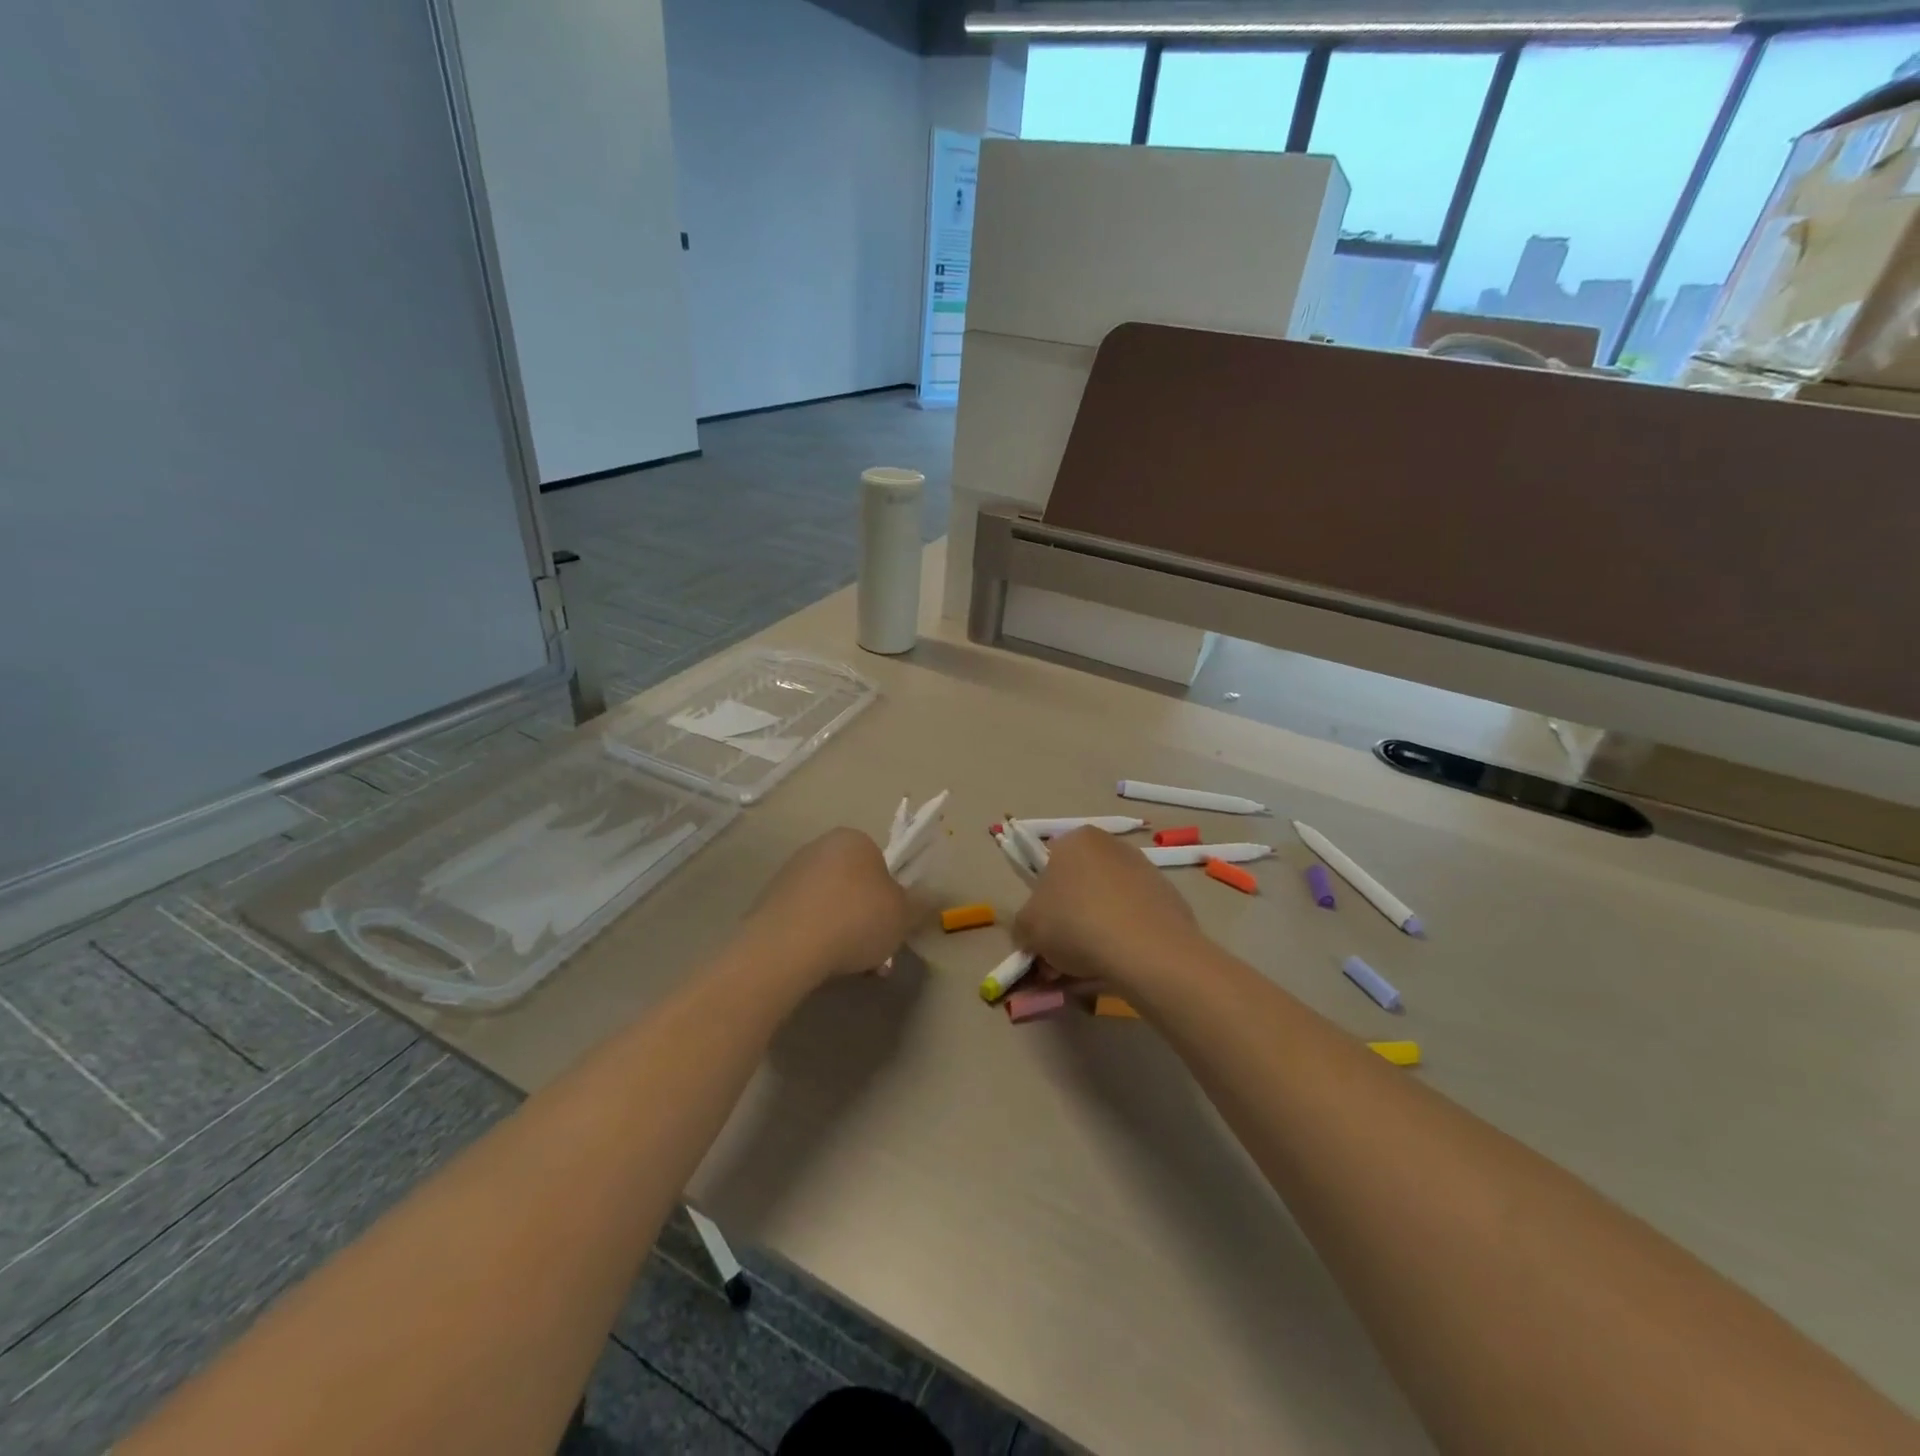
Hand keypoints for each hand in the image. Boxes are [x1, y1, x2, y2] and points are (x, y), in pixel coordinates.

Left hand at [742, 828, 912, 985]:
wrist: (787, 947)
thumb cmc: (856, 919)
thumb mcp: (903, 915)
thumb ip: (920, 905)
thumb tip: (933, 898)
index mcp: (854, 839)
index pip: (881, 862)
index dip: (891, 896)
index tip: (893, 925)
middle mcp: (819, 846)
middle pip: (853, 883)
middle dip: (865, 915)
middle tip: (875, 950)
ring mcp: (790, 873)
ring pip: (829, 903)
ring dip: (841, 929)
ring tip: (848, 965)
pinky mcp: (767, 901)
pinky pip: (804, 918)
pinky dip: (815, 937)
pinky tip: (820, 964)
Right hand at [1013, 827, 1201, 993]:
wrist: (1148, 950)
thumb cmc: (1076, 924)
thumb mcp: (1028, 927)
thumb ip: (1023, 926)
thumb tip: (1031, 935)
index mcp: (1076, 840)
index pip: (1049, 867)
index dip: (1042, 905)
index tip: (1042, 937)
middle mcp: (1113, 846)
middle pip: (1080, 887)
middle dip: (1069, 922)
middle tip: (1060, 960)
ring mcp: (1146, 871)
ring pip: (1108, 905)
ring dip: (1096, 933)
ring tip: (1089, 971)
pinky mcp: (1170, 899)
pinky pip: (1135, 920)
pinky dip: (1125, 940)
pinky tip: (1120, 968)